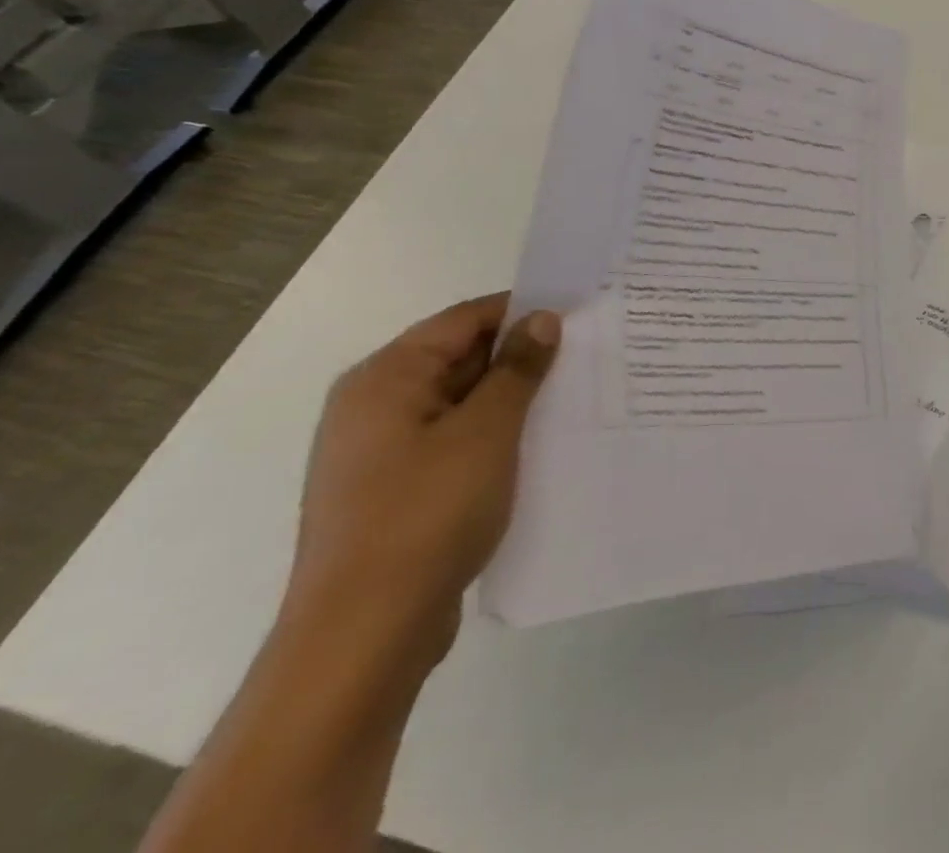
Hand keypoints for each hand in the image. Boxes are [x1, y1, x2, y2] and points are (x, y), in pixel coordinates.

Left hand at [285, 296, 561, 669]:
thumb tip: (542, 319)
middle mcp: (374, 407)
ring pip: (461, 403)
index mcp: (385, 379)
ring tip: (573, 397)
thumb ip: (518, 369)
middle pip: (460, 358)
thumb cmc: (425, 515)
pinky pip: (454, 442)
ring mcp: (380, 454)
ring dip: (512, 399)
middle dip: (521, 357)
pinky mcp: (395, 492)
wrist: (362, 637)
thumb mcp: (487, 431)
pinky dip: (494, 436)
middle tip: (586, 355)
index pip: (464, 319)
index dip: (522, 311)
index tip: (579, 314)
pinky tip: (538, 446)